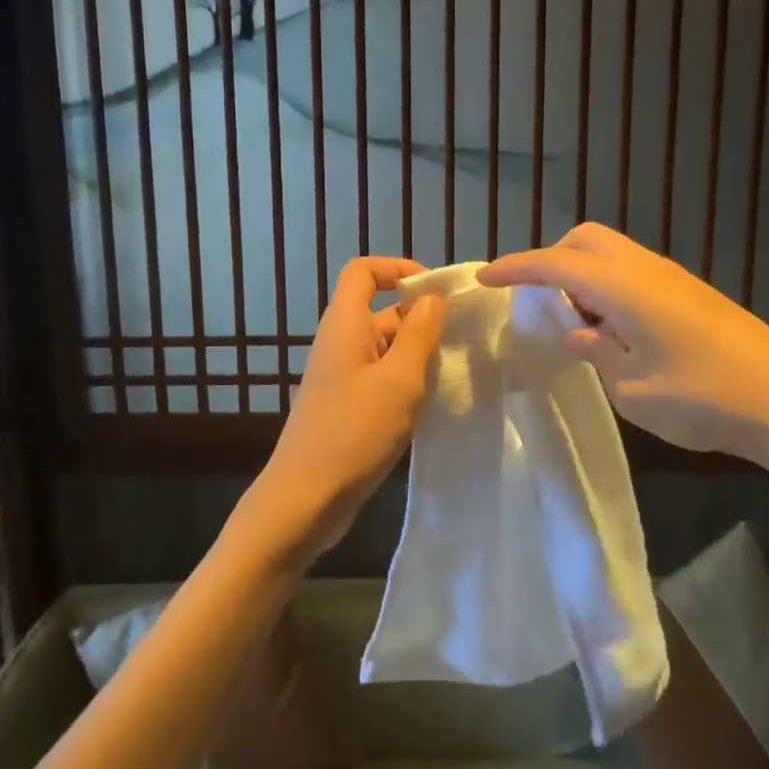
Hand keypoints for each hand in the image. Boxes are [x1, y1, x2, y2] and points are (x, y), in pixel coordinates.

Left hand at [235, 257, 447, 571]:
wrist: (306, 499)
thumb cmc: (354, 432)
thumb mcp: (399, 379)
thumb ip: (419, 334)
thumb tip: (432, 299)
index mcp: (344, 325)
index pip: (363, 271)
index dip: (398, 269)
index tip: (436, 292)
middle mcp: (340, 344)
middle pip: (380, 310)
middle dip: (421, 318)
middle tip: (463, 339)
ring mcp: (342, 378)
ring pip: (385, 349)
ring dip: (418, 354)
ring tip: (455, 372)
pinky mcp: (347, 407)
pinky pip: (381, 379)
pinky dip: (407, 382)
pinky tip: (433, 403)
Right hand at [480, 224, 768, 463]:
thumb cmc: (704, 398)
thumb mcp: (632, 389)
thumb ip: (596, 353)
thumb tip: (578, 332)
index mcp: (623, 287)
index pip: (554, 264)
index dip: (514, 268)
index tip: (483, 278)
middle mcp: (645, 269)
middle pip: (585, 239)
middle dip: (551, 260)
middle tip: (539, 302)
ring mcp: (672, 278)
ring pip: (611, 253)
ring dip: (582, 275)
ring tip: (577, 324)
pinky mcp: (690, 293)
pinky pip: (632, 271)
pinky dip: (608, 287)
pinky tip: (615, 331)